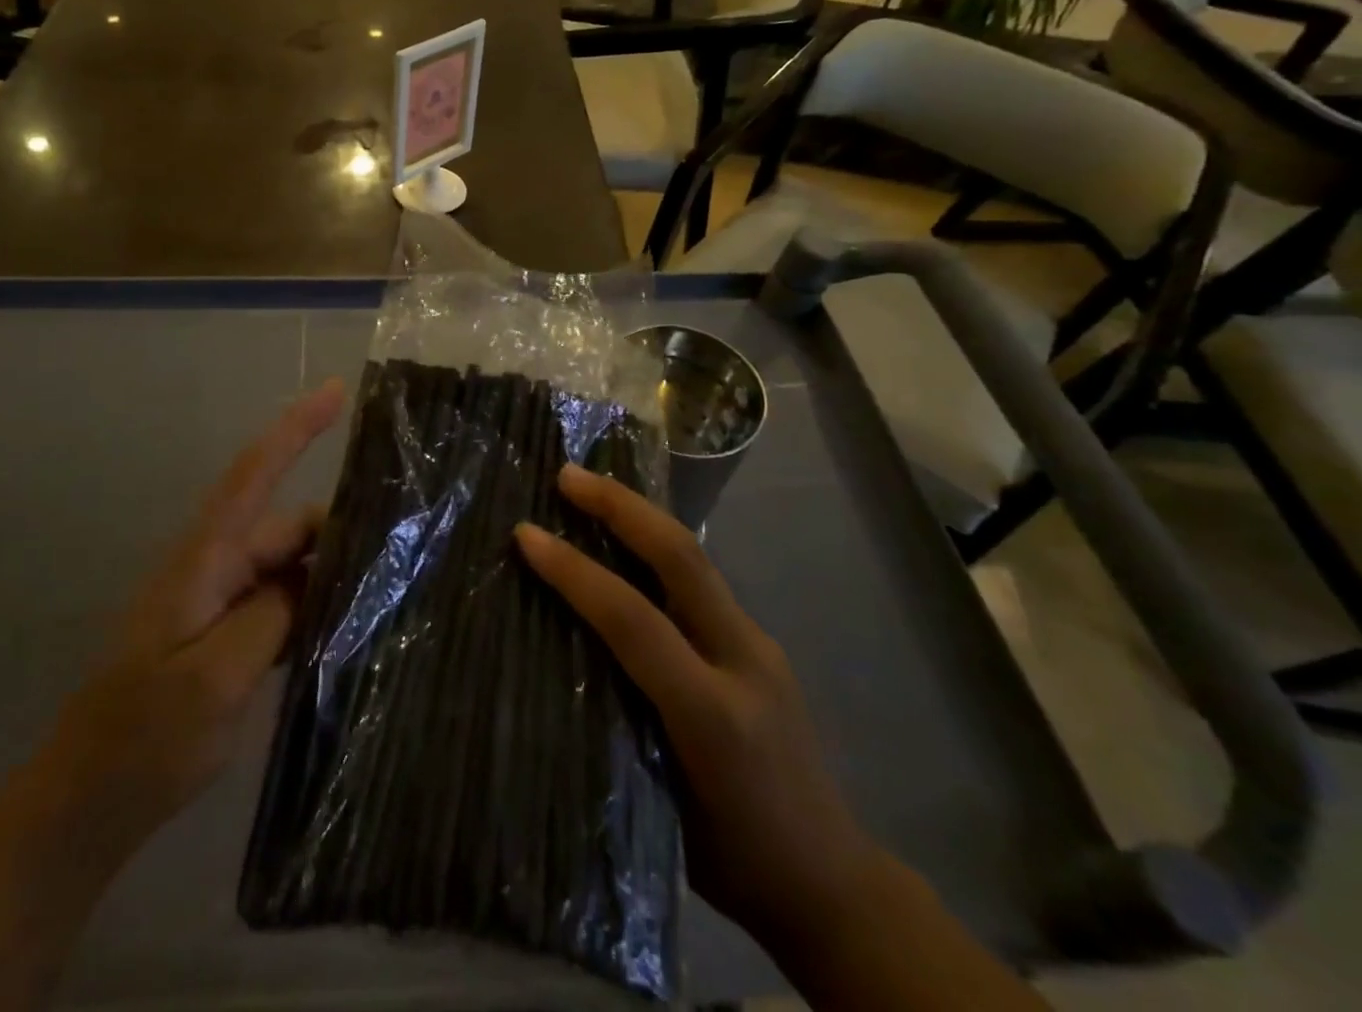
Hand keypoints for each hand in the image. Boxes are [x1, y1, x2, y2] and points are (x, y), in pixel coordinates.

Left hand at [53, 380, 345, 838]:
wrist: (85, 806)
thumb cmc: (143, 739)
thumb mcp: (213, 679)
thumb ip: (269, 616)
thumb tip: (310, 576)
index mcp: (203, 562)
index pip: (253, 475)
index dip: (295, 429)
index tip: (337, 391)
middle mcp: (212, 570)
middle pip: (286, 526)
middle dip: (337, 526)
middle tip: (399, 544)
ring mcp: (217, 604)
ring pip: (287, 566)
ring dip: (329, 569)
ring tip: (385, 584)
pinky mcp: (224, 637)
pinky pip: (279, 603)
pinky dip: (312, 605)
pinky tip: (347, 626)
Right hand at [515, 464, 885, 947]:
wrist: (835, 886)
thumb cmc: (734, 860)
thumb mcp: (659, 805)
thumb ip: (617, 721)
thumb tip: (564, 651)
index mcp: (712, 714)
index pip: (634, 620)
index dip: (575, 572)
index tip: (526, 535)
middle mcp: (743, 661)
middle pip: (682, 559)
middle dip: (621, 506)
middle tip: (568, 475)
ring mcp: (760, 646)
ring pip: (695, 559)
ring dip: (640, 517)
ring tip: (591, 491)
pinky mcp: (761, 644)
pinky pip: (701, 581)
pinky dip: (657, 549)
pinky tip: (628, 544)